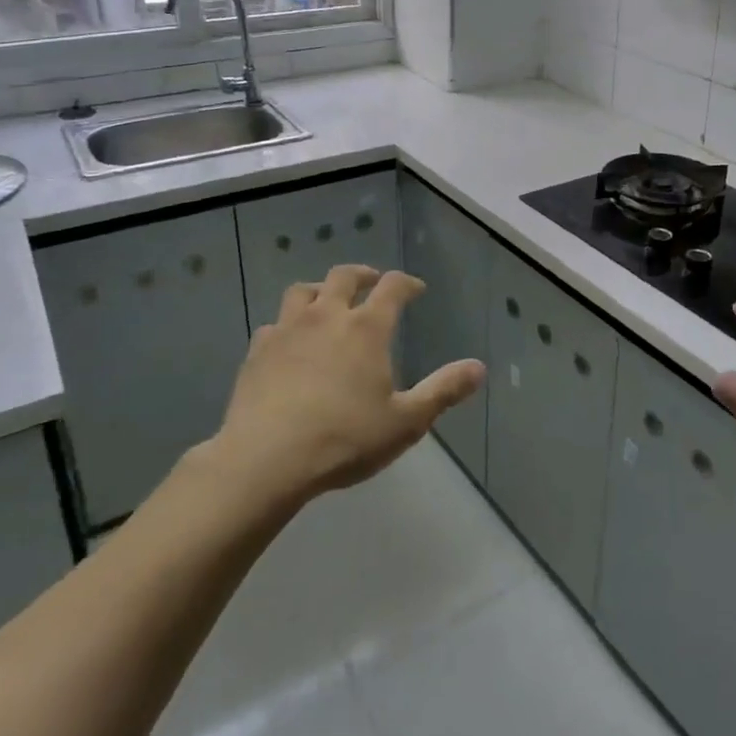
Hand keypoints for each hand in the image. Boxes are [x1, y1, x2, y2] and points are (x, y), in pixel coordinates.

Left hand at [204, 265, 482, 506]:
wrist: (266, 460)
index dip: (406, 283)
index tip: (415, 289)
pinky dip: (286, 326)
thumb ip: (443, 391)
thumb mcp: (406, 421)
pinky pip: (273, 325)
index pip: (392, 287)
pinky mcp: (257, 352)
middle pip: (343, 276)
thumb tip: (479, 368)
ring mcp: (287, 331)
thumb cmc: (345, 439)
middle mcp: (327, 317)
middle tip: (371, 282)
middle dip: (362, 275)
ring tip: (326, 302)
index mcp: (366, 328)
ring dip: (320, 290)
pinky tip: (289, 343)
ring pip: (302, 291)